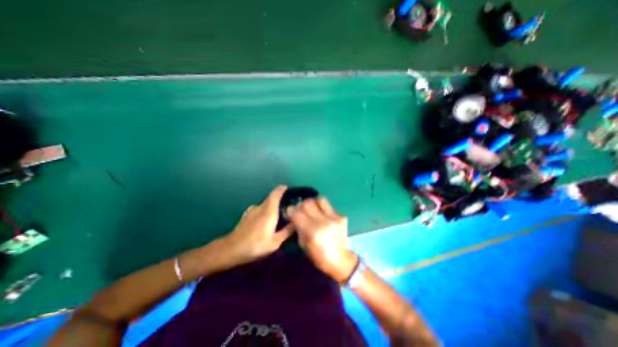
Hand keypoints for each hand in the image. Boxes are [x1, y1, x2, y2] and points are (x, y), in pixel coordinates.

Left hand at [221, 187, 295, 265]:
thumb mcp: (275, 242)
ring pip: (265, 204)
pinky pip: (260, 209)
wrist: (232, 249)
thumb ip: (287, 232)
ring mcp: (252, 210)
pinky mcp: (247, 214)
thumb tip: (296, 223)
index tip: (287, 188)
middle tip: (287, 206)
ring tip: (277, 215)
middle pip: (271, 198)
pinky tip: (266, 221)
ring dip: (272, 206)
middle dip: (279, 199)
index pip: (276, 194)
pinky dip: (265, 211)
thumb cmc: (256, 245)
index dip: (282, 189)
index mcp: (269, 211)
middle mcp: (261, 207)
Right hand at [289, 198, 359, 281]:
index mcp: (311, 231)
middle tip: (302, 209)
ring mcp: (333, 218)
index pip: (297, 213)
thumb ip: (298, 227)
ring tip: (314, 209)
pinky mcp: (342, 216)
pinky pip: (329, 206)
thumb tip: (294, 216)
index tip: (290, 211)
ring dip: (314, 202)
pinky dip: (324, 209)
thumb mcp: (303, 244)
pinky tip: (324, 215)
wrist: (340, 260)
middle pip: (308, 202)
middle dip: (302, 205)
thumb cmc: (319, 256)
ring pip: (320, 199)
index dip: (291, 210)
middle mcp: (322, 222)